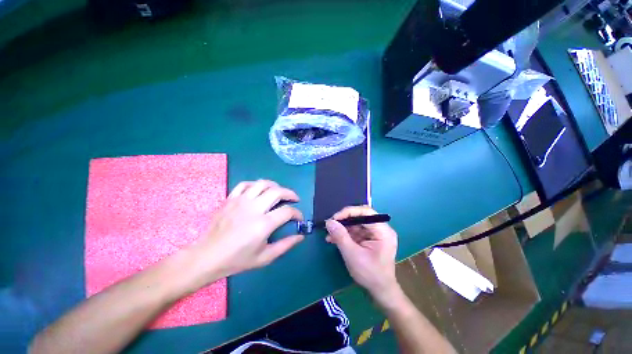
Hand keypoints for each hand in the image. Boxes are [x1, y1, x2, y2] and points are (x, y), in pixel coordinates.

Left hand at [186, 180, 303, 285]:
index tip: (299, 218)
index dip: (297, 213)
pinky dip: (255, 184)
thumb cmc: (237, 260)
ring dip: (275, 186)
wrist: (207, 257)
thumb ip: (285, 245)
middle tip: (294, 199)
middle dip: (290, 193)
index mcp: (263, 224)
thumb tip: (301, 236)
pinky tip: (259, 191)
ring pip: (262, 183)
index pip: (287, 211)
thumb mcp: (265, 257)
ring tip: (279, 192)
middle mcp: (253, 208)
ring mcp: (240, 201)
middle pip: (277, 191)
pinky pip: (245, 184)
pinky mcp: (230, 199)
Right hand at [326, 206, 399, 303]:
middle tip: (330, 225)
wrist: (380, 292)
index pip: (366, 212)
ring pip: (356, 224)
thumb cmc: (370, 274)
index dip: (349, 212)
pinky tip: (334, 239)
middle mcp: (381, 229)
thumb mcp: (352, 255)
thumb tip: (329, 221)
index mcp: (383, 231)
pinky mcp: (370, 239)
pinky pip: (356, 232)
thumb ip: (340, 236)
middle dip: (344, 221)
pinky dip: (346, 235)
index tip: (334, 218)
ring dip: (343, 229)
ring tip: (329, 235)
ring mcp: (376, 234)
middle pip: (360, 217)